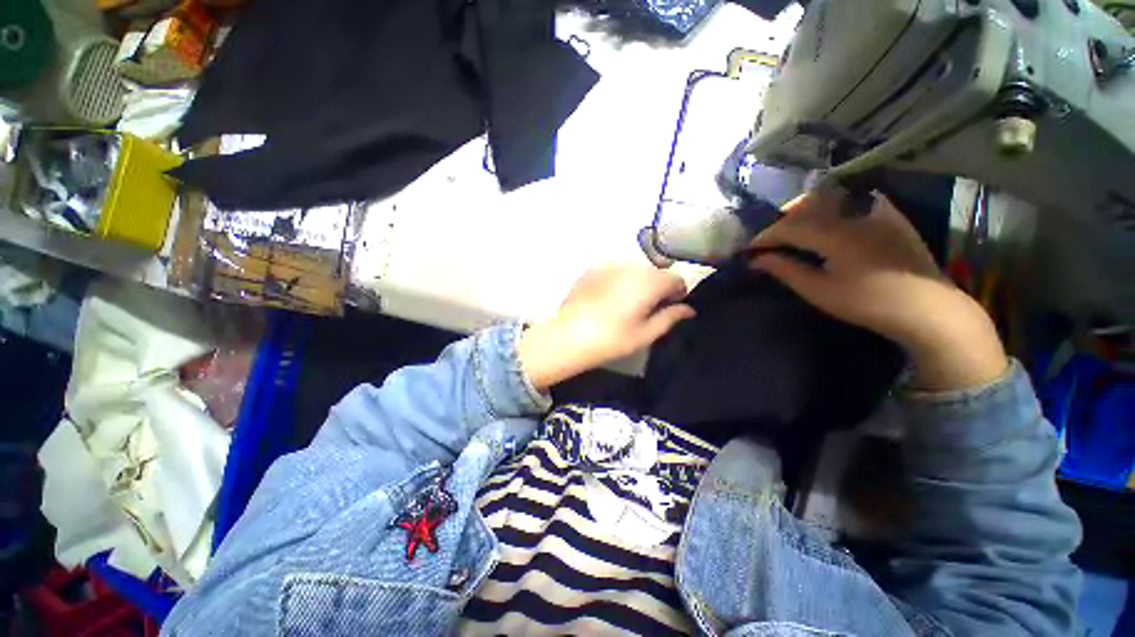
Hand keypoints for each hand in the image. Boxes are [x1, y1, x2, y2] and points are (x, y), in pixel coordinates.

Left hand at [519, 264, 695, 390]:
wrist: (570, 335)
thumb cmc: (612, 338)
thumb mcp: (646, 333)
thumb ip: (670, 317)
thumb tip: (688, 309)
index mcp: (650, 281)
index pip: (677, 279)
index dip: (676, 294)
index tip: (667, 309)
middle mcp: (633, 266)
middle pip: (655, 272)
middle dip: (656, 287)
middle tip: (645, 309)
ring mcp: (610, 264)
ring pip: (635, 270)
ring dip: (637, 282)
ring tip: (624, 304)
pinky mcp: (592, 269)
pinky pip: (614, 271)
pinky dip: (617, 280)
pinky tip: (606, 299)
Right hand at [749, 187, 1007, 390]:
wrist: (927, 308)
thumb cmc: (868, 303)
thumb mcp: (820, 291)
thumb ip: (786, 271)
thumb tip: (757, 260)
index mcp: (835, 234)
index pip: (789, 228)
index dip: (765, 236)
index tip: (749, 248)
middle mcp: (854, 215)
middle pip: (807, 206)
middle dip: (782, 219)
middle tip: (768, 237)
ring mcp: (876, 212)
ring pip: (831, 199)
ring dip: (806, 210)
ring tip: (793, 227)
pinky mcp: (890, 216)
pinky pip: (855, 200)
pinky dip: (834, 206)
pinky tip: (829, 219)